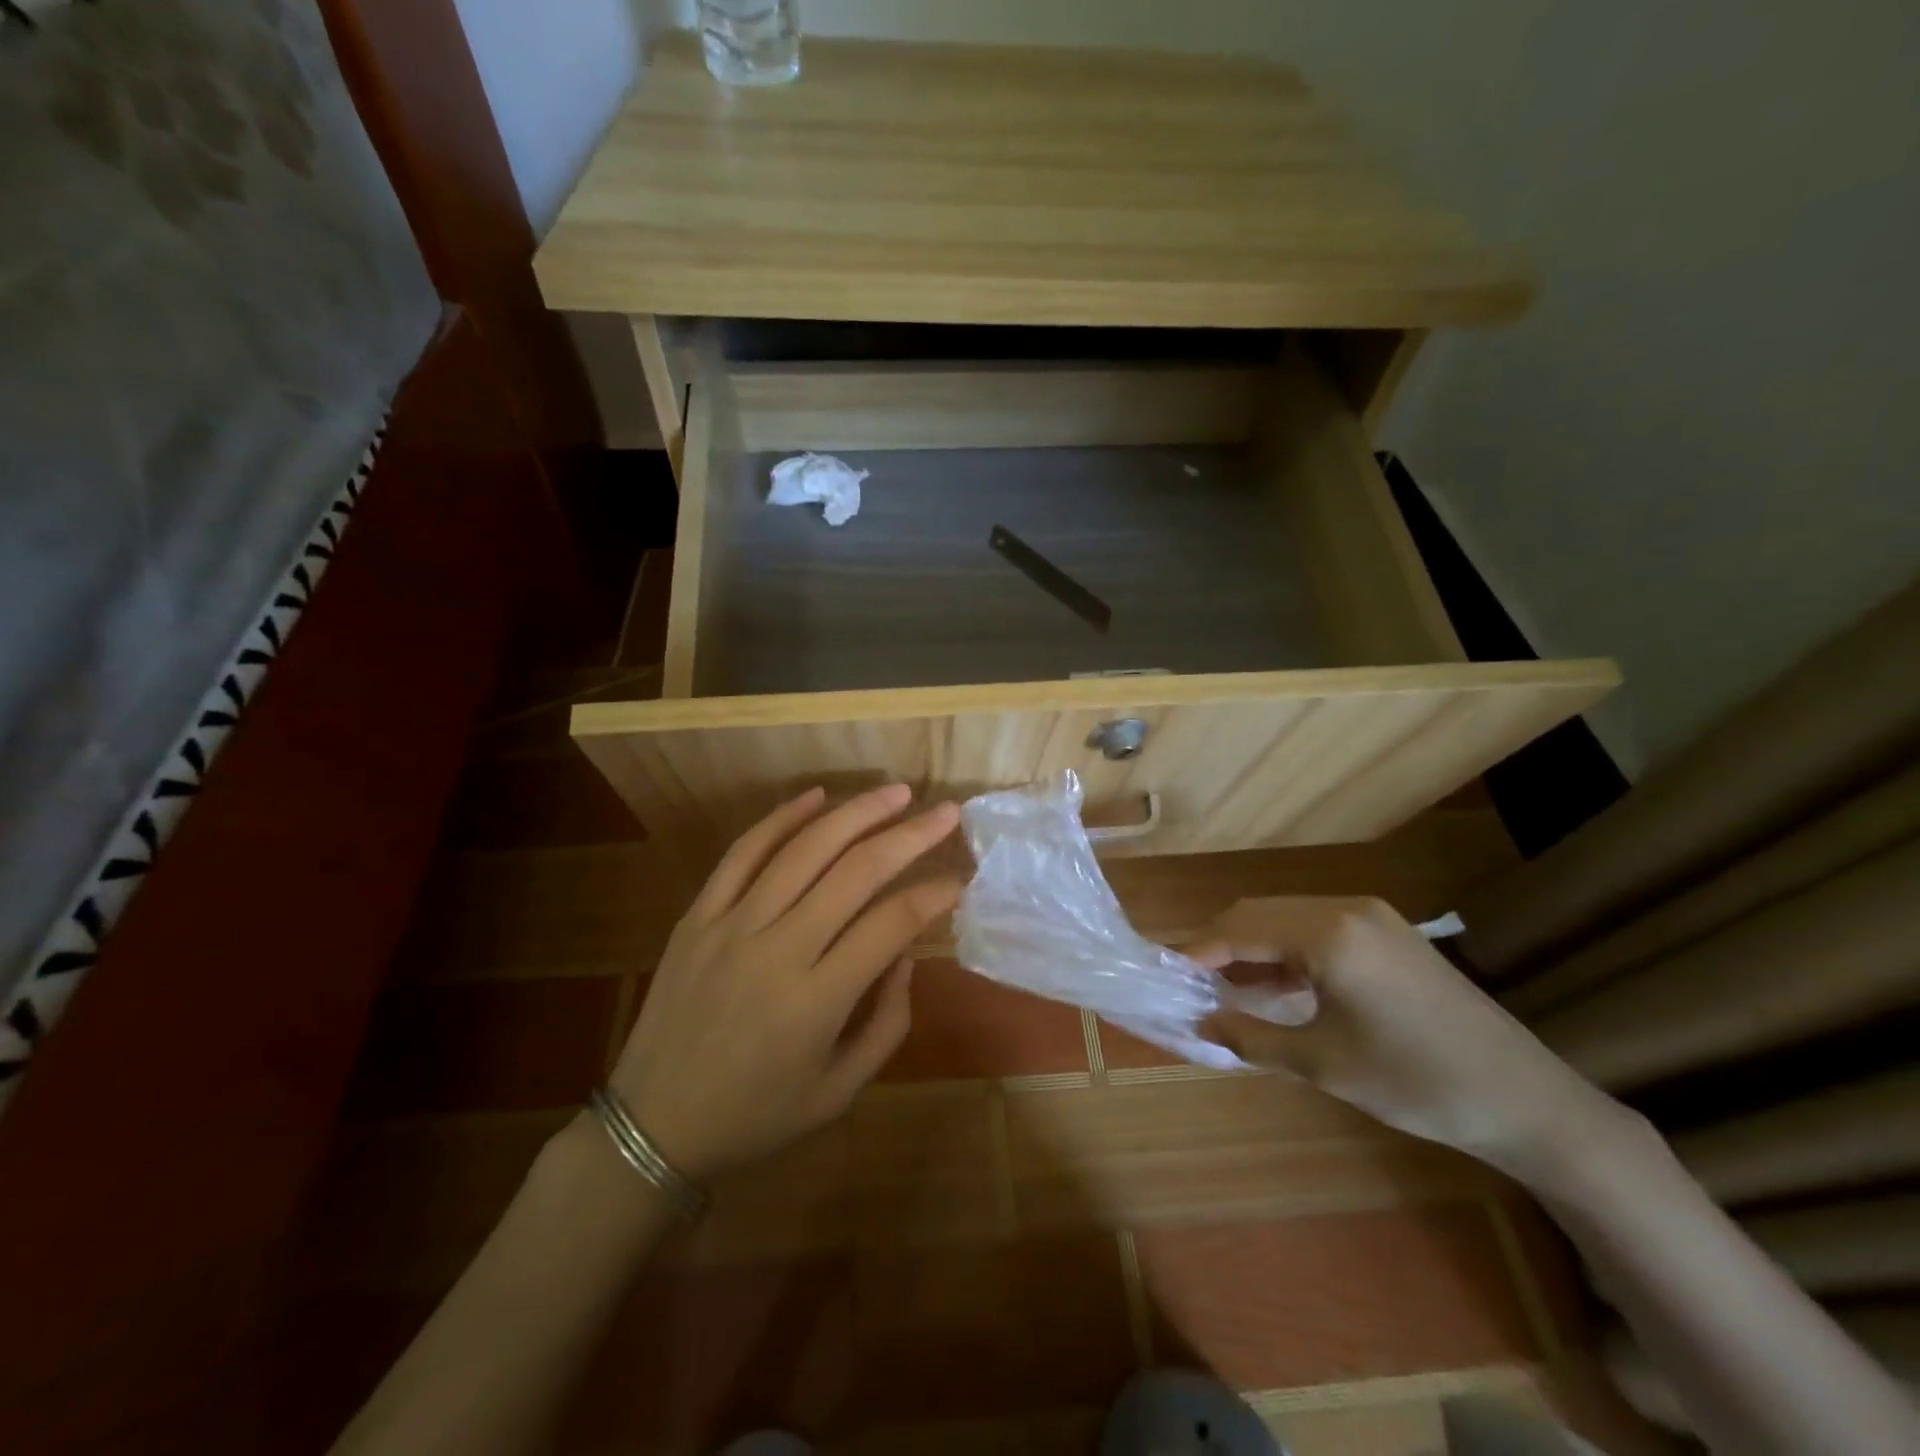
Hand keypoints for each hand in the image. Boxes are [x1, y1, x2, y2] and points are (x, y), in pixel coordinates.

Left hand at [608, 784, 961, 1184]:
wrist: (651, 1127)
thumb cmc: (755, 1116)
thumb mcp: (839, 1092)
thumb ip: (888, 1023)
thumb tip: (906, 954)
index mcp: (817, 1001)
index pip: (892, 923)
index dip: (934, 894)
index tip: (960, 879)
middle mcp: (778, 950)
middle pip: (856, 871)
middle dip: (910, 836)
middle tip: (946, 813)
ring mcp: (732, 926)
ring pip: (804, 849)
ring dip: (857, 813)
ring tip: (897, 792)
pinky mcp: (698, 916)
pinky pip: (743, 854)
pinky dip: (782, 819)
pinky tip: (817, 796)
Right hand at [1190, 897, 1632, 1182]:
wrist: (1527, 1100)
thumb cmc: (1416, 1081)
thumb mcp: (1324, 1063)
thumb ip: (1252, 1035)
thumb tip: (1202, 1020)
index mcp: (1328, 933)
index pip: (1240, 928)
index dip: (1197, 951)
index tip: (1166, 973)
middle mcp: (1346, 908)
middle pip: (1259, 912)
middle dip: (1220, 944)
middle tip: (1192, 982)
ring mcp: (1373, 917)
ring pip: (1287, 918)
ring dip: (1252, 946)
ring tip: (1225, 986)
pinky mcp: (1389, 934)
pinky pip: (1318, 930)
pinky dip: (1286, 951)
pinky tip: (1275, 985)